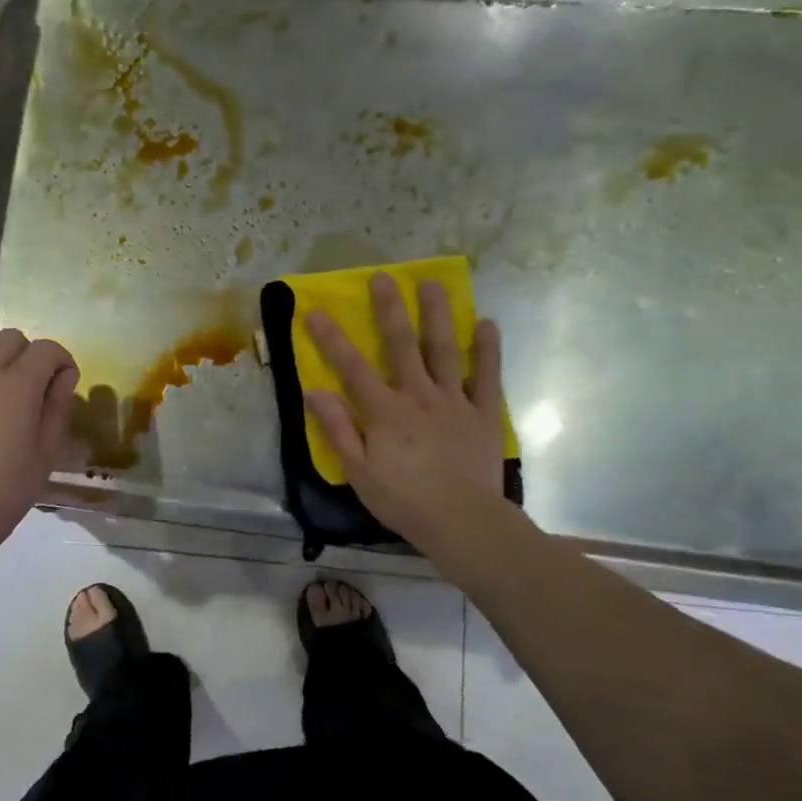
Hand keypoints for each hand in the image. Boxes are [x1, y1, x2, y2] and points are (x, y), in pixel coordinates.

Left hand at [0, 329, 79, 559]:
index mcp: (17, 384)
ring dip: (5, 363)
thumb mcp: (45, 454)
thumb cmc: (4, 490)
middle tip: (41, 390)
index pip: (46, 349)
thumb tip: (65, 378)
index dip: (63, 361)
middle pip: (11, 338)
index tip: (67, 387)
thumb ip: (57, 408)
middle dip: (32, 354)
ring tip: (15, 402)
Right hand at [303, 272, 508, 553]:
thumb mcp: (358, 472)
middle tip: (383, 277)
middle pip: (401, 345)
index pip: (351, 367)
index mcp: (384, 411)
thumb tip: (314, 392)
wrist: (464, 523)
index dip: (331, 338)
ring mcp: (454, 402)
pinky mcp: (483, 414)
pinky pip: (487, 378)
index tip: (314, 310)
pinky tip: (487, 324)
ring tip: (434, 283)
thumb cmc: (404, 501)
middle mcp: (418, 396)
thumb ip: (339, 429)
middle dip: (389, 309)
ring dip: (437, 316)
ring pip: (443, 351)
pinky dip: (487, 351)